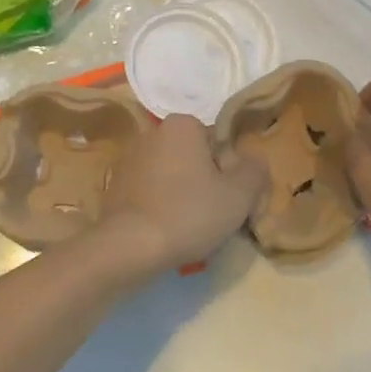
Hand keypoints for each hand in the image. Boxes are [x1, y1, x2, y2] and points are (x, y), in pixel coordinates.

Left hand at [96, 115, 267, 277]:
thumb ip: (255, 170)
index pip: (219, 143)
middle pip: (195, 158)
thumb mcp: (239, 194)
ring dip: (183, 196)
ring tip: (190, 229)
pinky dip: (160, 206)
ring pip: (172, 176)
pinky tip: (165, 231)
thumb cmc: (189, 213)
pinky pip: (150, 192)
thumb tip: (256, 159)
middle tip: (214, 217)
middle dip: (206, 183)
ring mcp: (129, 158)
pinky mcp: (114, 185)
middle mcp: (152, 133)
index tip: (232, 200)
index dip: (231, 172)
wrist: (128, 246)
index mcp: (182, 125)